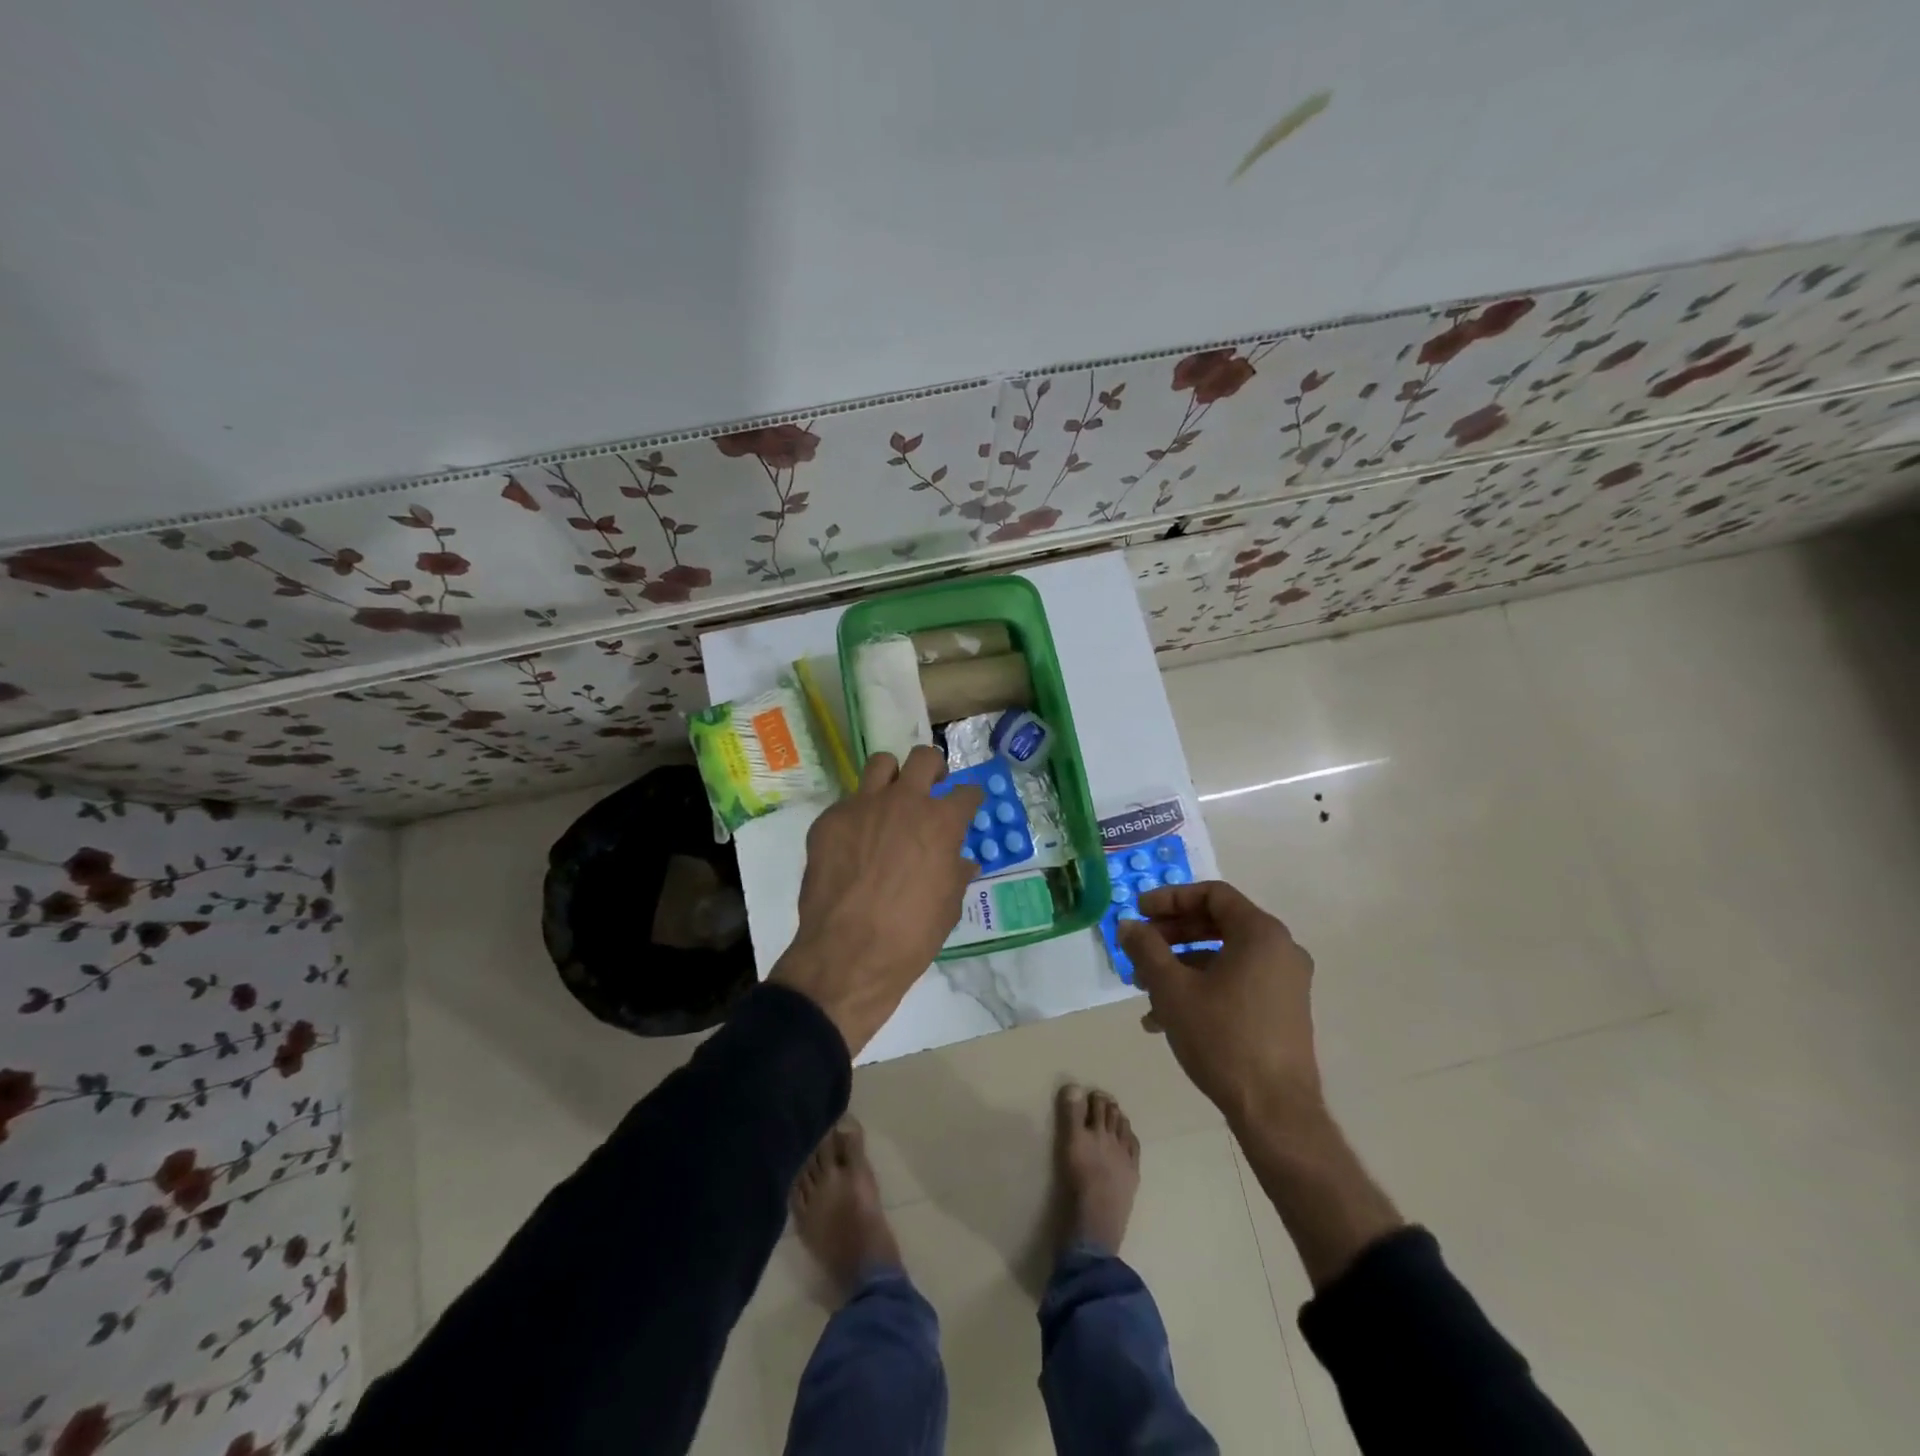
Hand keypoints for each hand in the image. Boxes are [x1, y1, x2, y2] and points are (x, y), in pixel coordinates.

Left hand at [771, 746, 983, 1053]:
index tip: (968, 805)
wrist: (847, 954)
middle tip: (932, 787)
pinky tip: (854, 843)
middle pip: (924, 758)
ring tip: (890, 800)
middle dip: (934, 769)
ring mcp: (862, 805)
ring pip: (881, 764)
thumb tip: (960, 862)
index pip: (967, 792)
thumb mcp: (948, 907)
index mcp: (941, 822)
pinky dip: (857, 815)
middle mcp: (904, 802)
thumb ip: (955, 874)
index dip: (970, 799)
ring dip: (892, 777)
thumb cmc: (911, 936)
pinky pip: (847, 803)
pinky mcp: (829, 819)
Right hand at [1119, 881, 1321, 1125]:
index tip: (1139, 911)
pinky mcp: (1283, 1010)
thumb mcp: (1172, 989)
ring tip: (1144, 989)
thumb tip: (1127, 925)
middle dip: (1171, 935)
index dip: (1170, 898)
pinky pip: (1236, 982)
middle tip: (1138, 947)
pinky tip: (1165, 1018)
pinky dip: (1202, 987)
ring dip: (1180, 965)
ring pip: (1223, 956)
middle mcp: (1280, 949)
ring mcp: (1285, 981)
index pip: (1212, 894)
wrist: (1275, 1110)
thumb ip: (1146, 949)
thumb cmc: (1222, 1037)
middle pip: (1217, 923)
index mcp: (1261, 933)